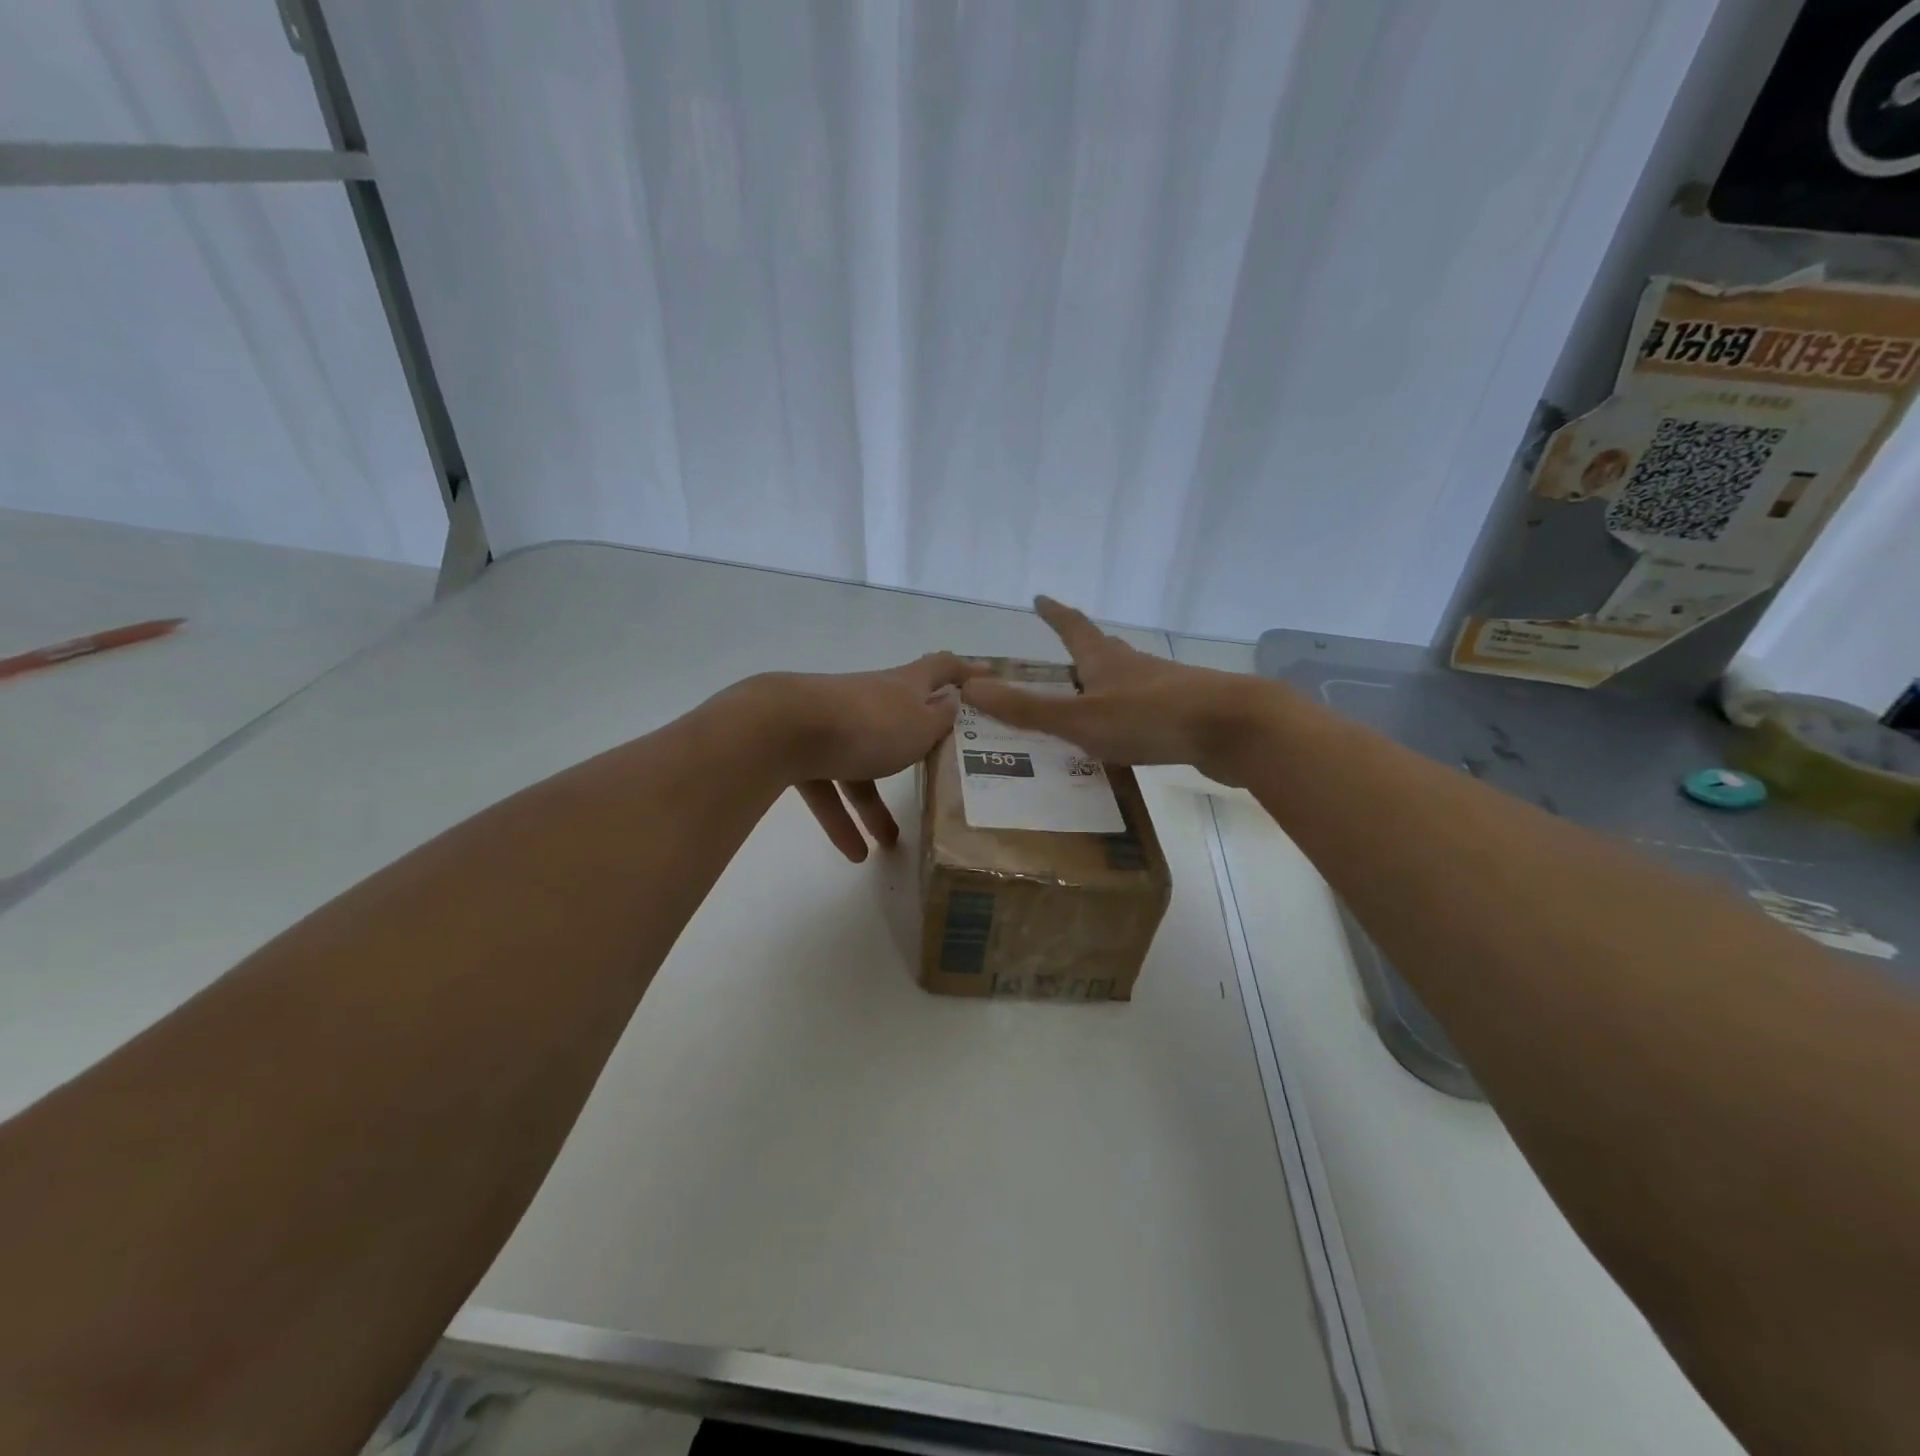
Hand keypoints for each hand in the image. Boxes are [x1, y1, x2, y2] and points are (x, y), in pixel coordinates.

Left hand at [744, 654, 984, 861]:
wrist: (784, 727)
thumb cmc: (869, 724)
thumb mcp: (920, 725)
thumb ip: (941, 717)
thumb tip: (952, 701)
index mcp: (903, 686)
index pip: (941, 668)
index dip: (965, 671)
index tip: (987, 678)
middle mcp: (870, 699)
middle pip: (899, 722)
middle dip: (917, 752)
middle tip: (939, 774)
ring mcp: (834, 724)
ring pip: (861, 765)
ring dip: (875, 805)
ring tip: (890, 844)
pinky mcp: (802, 749)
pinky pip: (828, 787)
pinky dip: (841, 819)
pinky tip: (854, 853)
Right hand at [961, 597, 1278, 783]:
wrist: (1235, 729)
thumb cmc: (1150, 718)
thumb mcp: (1079, 719)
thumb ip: (1027, 709)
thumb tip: (969, 688)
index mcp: (1105, 661)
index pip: (1073, 627)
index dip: (1055, 614)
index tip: (1040, 597)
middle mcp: (1134, 667)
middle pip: (1102, 651)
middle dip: (1080, 651)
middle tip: (1061, 657)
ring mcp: (1164, 689)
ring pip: (1126, 681)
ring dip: (1104, 685)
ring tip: (1085, 703)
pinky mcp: (1184, 715)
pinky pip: (1146, 710)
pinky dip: (1127, 716)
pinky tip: (1126, 738)